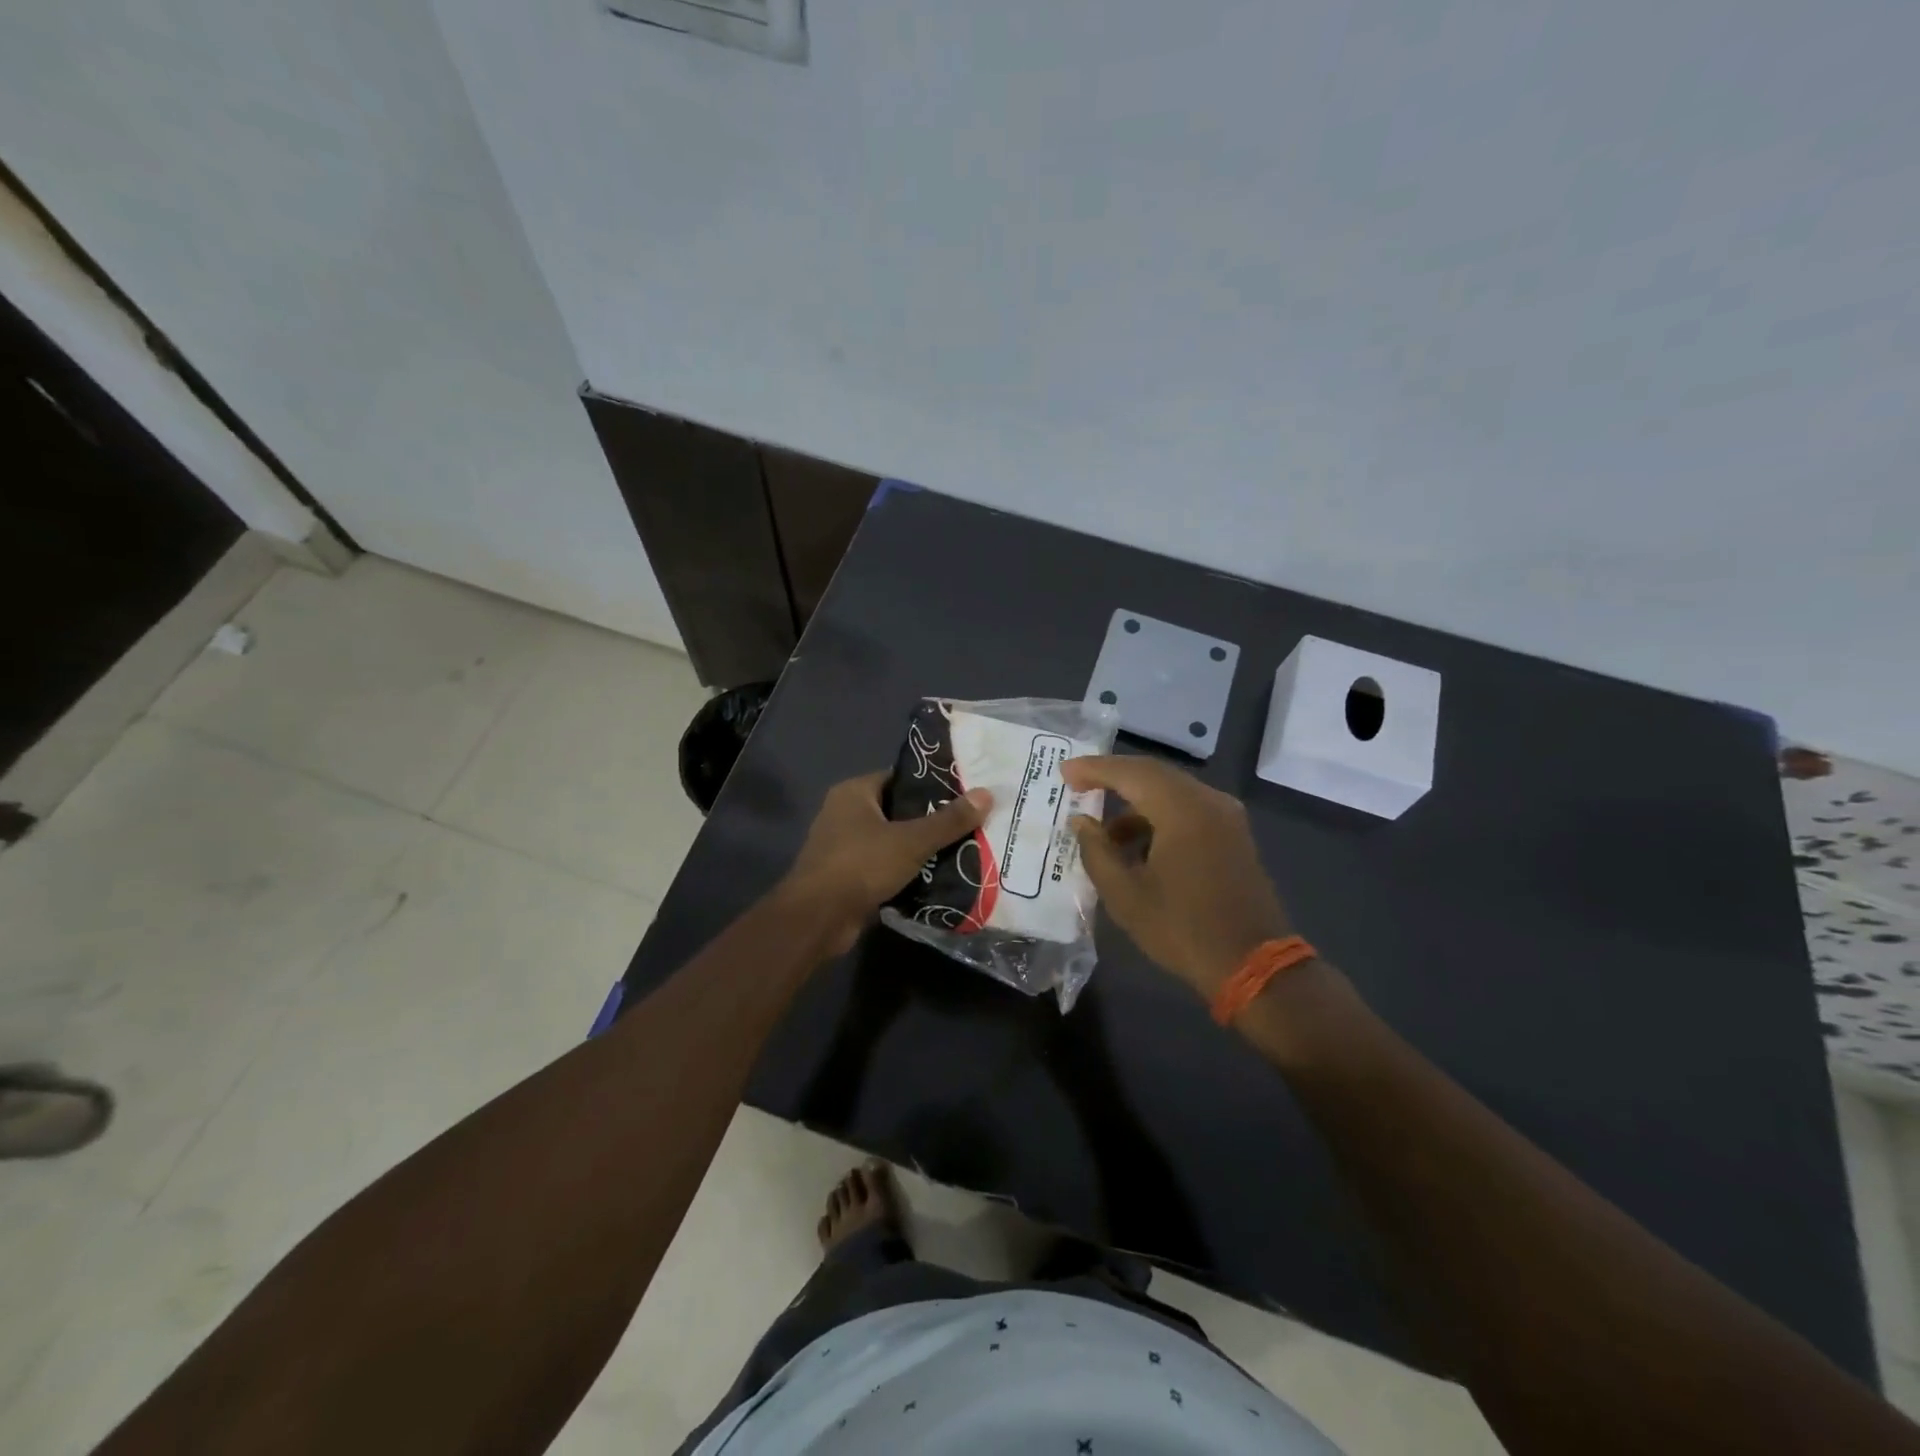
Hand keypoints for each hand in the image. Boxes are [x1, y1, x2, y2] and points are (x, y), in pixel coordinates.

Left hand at [781, 771, 992, 954]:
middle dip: (930, 819)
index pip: (899, 778)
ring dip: (918, 848)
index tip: (964, 793)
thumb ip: (949, 820)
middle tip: (968, 823)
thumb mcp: (912, 840)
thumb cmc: (861, 865)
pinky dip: (905, 871)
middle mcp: (844, 813)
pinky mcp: (846, 876)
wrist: (818, 918)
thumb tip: (987, 794)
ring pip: (891, 841)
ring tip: (960, 849)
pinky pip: (883, 866)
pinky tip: (936, 876)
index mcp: (854, 792)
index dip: (931, 784)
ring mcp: (843, 846)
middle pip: (897, 810)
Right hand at [1061, 755, 1291, 999]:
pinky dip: (1158, 817)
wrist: (1254, 966)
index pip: (1130, 773)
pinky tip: (1137, 847)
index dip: (1093, 769)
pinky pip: (1188, 810)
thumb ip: (1096, 851)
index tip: (1063, 772)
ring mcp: (1226, 817)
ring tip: (1103, 832)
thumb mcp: (1125, 895)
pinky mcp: (1233, 835)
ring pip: (1171, 792)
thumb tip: (1081, 822)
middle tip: (1077, 786)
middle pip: (1152, 774)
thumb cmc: (1183, 929)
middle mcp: (1208, 801)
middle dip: (1113, 778)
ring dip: (1135, 803)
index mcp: (1182, 810)